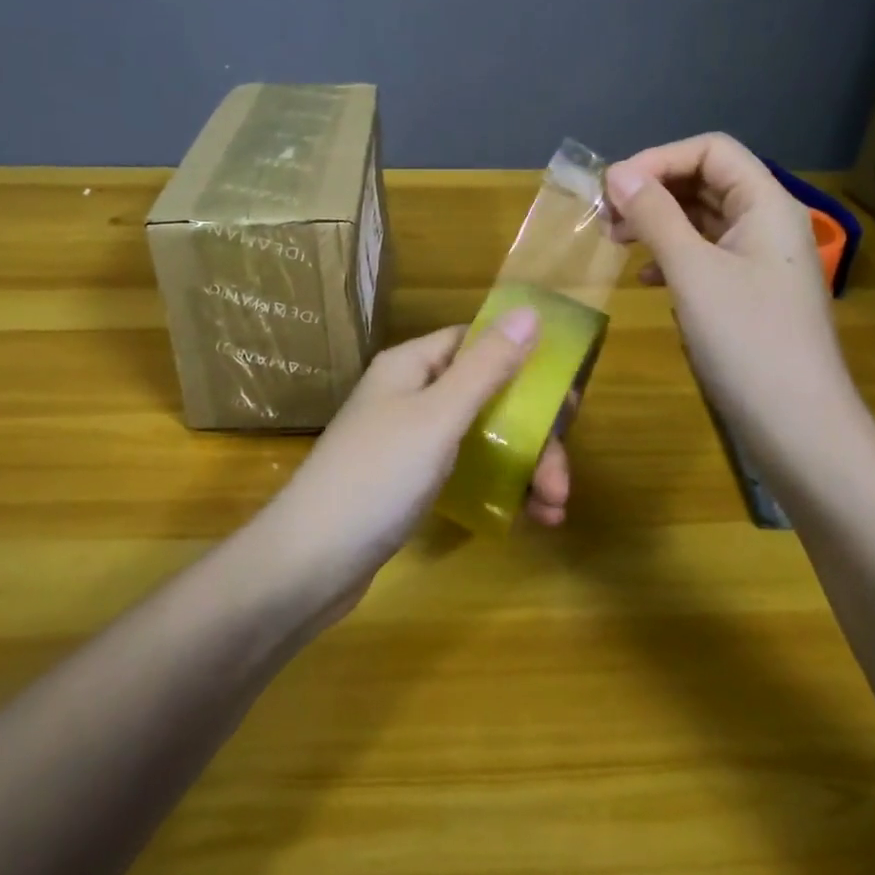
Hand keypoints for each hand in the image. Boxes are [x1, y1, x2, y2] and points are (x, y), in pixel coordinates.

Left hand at [257, 313, 571, 618]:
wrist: (309, 563)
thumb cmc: (377, 477)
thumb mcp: (438, 417)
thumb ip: (486, 367)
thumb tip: (529, 311)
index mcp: (412, 365)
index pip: (476, 342)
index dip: (522, 360)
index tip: (565, 398)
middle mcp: (410, 394)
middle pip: (486, 395)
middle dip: (532, 433)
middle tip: (561, 479)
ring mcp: (409, 440)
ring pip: (481, 436)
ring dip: (523, 466)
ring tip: (554, 509)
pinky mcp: (409, 482)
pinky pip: (466, 470)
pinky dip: (498, 488)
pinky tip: (527, 518)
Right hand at [606, 134, 854, 455]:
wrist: (799, 429)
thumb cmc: (747, 340)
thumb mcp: (692, 271)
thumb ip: (655, 215)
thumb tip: (618, 173)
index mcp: (766, 205)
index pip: (711, 150)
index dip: (659, 159)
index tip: (613, 188)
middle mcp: (768, 224)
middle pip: (706, 181)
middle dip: (653, 191)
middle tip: (605, 216)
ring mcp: (760, 262)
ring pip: (702, 220)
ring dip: (657, 223)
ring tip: (615, 243)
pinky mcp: (750, 295)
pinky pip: (705, 256)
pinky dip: (672, 257)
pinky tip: (647, 280)